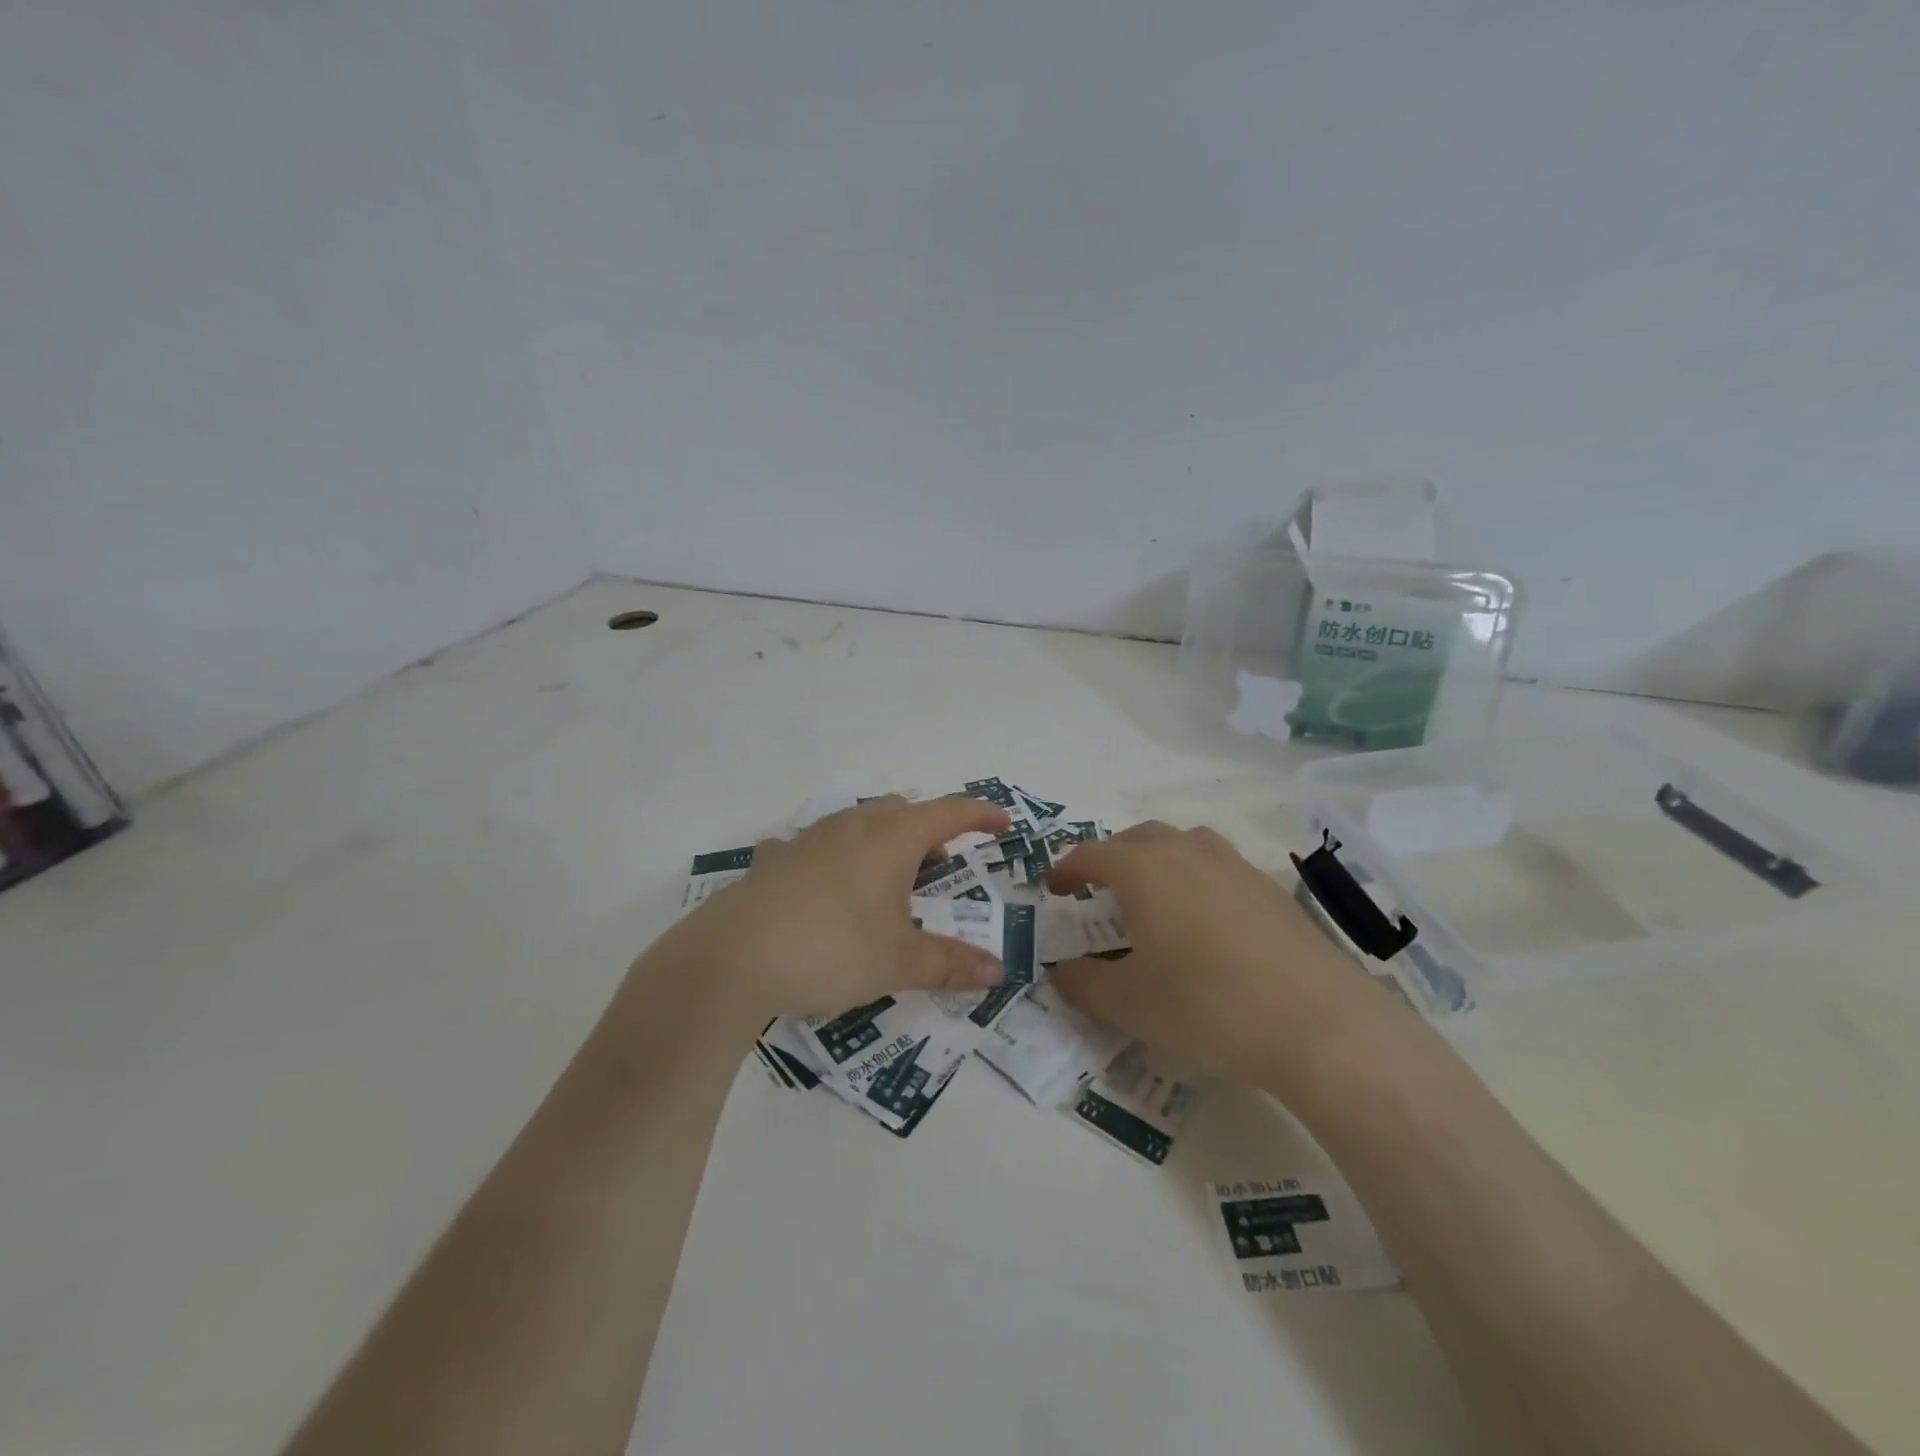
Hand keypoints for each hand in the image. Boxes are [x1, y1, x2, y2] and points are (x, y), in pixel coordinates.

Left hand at [644, 796, 1012, 1029]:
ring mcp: (809, 838)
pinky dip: (835, 860)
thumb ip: (951, 964)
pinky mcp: (775, 859)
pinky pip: (818, 848)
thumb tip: (996, 971)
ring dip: (883, 844)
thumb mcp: (899, 962)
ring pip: (859, 824)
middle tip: (940, 869)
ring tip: (887, 883)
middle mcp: (853, 825)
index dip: (980, 816)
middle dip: (929, 834)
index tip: (1002, 823)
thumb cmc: (832, 949)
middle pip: (903, 813)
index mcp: (892, 838)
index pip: (949, 813)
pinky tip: (825, 889)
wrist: (732, 958)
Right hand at [1045, 821, 1401, 1087]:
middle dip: (1111, 857)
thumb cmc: (1207, 1007)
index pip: (1092, 854)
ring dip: (1157, 859)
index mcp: (1143, 871)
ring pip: (1183, 843)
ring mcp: (1234, 866)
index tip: (1054, 889)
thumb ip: (1084, 985)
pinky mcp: (1271, 888)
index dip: (1067, 869)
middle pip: (1138, 837)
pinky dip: (1197, 878)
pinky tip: (1206, 922)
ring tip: (1153, 896)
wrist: (1319, 1023)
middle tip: (1099, 889)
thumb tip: (1060, 973)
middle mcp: (1186, 853)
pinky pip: (1218, 866)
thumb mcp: (1130, 1005)